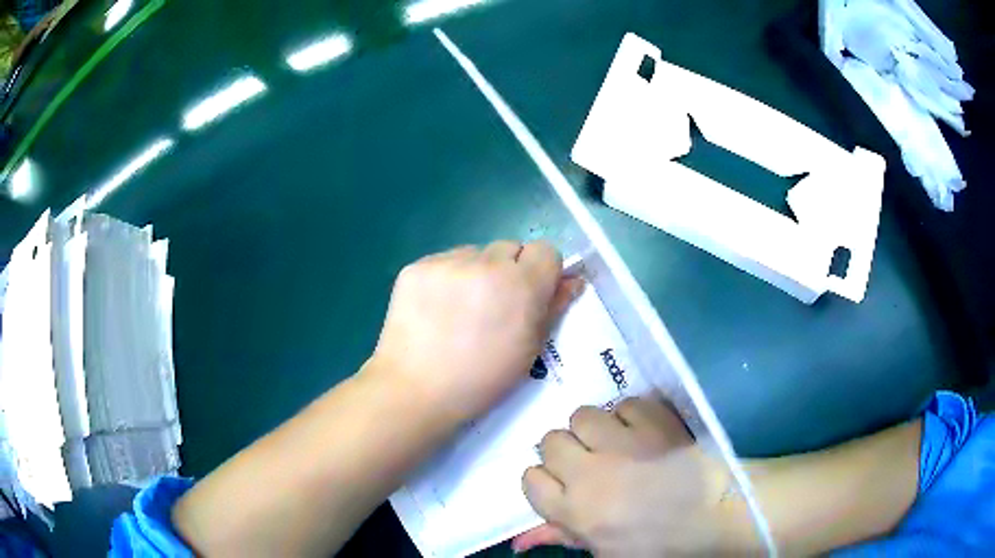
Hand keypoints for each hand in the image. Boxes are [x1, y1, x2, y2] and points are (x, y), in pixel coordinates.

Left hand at [366, 240, 582, 424]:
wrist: (414, 390)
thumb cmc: (480, 380)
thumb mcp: (528, 350)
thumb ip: (553, 308)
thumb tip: (574, 280)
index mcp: (521, 285)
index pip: (546, 250)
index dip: (542, 271)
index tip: (531, 295)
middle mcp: (486, 263)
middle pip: (510, 247)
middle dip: (509, 270)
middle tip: (494, 306)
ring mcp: (447, 261)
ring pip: (476, 252)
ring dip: (477, 271)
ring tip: (460, 309)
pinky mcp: (416, 266)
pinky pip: (444, 260)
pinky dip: (447, 277)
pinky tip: (436, 308)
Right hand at [517, 398, 751, 556]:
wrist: (714, 515)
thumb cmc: (658, 543)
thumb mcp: (605, 552)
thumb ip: (561, 538)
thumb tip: (519, 542)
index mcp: (575, 509)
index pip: (531, 479)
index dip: (544, 482)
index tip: (561, 485)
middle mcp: (590, 471)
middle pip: (551, 441)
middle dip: (565, 451)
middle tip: (588, 462)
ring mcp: (623, 442)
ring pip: (584, 415)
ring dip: (595, 428)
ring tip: (614, 442)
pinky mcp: (654, 420)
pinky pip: (625, 403)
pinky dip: (631, 415)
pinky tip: (643, 432)